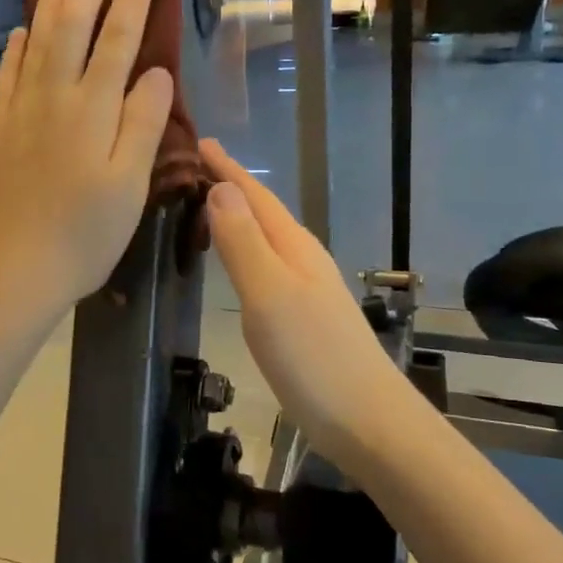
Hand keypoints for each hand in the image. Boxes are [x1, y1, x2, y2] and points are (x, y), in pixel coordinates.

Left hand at [0, 0, 173, 323]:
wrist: (11, 269)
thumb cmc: (83, 235)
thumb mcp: (129, 185)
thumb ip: (143, 124)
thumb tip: (156, 72)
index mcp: (93, 110)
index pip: (118, 40)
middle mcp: (54, 98)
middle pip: (73, 26)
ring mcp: (20, 111)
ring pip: (37, 42)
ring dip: (51, 4)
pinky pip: (8, 75)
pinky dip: (16, 47)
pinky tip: (20, 32)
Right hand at [201, 139, 404, 459]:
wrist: (368, 421)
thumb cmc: (312, 358)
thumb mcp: (268, 295)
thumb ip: (243, 242)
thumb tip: (221, 188)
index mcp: (293, 246)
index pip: (255, 194)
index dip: (227, 168)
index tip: (199, 141)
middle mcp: (303, 258)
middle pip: (263, 210)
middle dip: (231, 184)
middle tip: (194, 167)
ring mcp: (309, 287)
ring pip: (268, 235)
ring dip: (239, 215)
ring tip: (209, 204)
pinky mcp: (306, 314)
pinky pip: (269, 262)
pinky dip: (247, 248)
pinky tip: (240, 261)